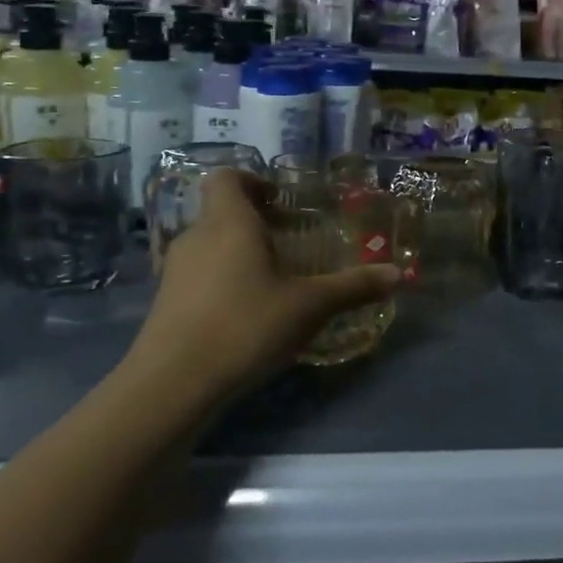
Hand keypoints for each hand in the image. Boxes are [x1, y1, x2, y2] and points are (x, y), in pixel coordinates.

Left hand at [127, 169, 399, 397]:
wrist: (172, 385)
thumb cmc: (245, 325)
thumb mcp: (309, 306)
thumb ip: (353, 287)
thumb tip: (397, 274)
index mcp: (229, 223)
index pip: (227, 178)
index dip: (252, 181)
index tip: (280, 201)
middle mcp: (197, 237)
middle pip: (220, 212)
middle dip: (254, 221)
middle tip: (289, 241)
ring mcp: (175, 272)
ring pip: (209, 245)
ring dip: (237, 252)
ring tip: (272, 278)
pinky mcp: (164, 304)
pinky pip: (198, 275)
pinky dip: (222, 280)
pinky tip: (246, 312)